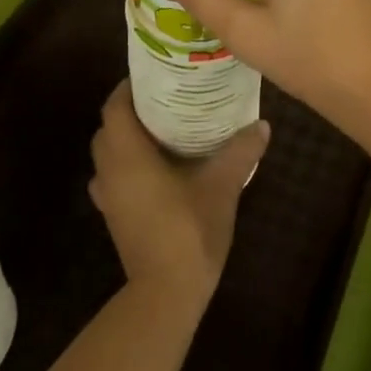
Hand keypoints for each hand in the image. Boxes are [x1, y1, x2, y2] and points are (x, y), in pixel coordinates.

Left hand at [88, 82, 267, 319]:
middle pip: (109, 128)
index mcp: (128, 156)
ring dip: (128, 138)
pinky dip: (129, 165)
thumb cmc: (189, 230)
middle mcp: (110, 172)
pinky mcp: (115, 217)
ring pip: (109, 154)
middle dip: (131, 110)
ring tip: (165, 129)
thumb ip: (241, 150)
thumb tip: (262, 124)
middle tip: (167, 99)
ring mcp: (108, 198)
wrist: (167, 293)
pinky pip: (115, 178)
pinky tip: (160, 169)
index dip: (129, 88)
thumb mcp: (223, 185)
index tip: (156, 76)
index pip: (114, 108)